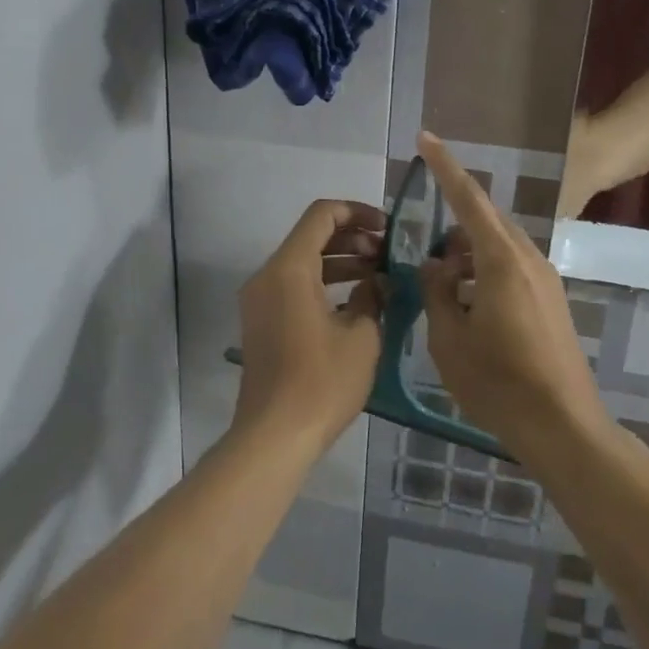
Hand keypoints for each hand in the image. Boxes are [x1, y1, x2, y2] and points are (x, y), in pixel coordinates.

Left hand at [233, 199, 385, 459]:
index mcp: (290, 268)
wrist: (273, 436)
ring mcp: (260, 300)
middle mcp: (268, 275)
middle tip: (388, 256)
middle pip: (311, 236)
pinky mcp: (262, 322)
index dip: (358, 212)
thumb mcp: (362, 336)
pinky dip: (324, 284)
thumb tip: (376, 282)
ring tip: (379, 276)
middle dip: (353, 239)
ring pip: (303, 262)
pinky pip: (294, 286)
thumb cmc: (322, 382)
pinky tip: (356, 303)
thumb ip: (371, 296)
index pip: (322, 215)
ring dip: (341, 262)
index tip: (388, 229)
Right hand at [415, 133, 609, 461]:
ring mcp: (545, 279)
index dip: (444, 166)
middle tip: (424, 251)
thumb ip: (437, 292)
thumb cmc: (499, 383)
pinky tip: (468, 306)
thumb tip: (436, 266)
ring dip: (467, 255)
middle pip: (485, 222)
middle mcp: (528, 258)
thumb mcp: (449, 338)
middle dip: (452, 226)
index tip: (425, 138)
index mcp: (501, 260)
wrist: (564, 426)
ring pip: (498, 247)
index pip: (468, 198)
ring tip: (442, 286)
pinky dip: (484, 273)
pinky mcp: (551, 300)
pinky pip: (511, 268)